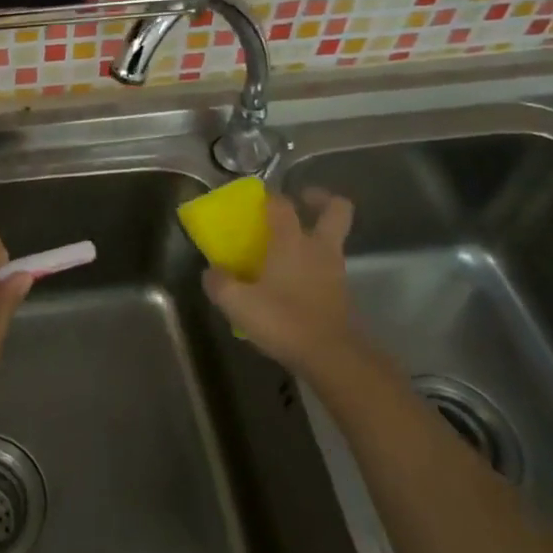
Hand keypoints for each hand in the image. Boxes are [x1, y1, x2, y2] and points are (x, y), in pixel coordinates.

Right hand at [202, 189, 361, 382]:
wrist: (332, 356)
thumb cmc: (283, 320)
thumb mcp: (237, 303)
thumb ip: (219, 283)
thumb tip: (211, 272)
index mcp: (292, 241)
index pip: (283, 204)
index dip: (270, 196)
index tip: (257, 199)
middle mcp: (318, 248)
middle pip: (336, 209)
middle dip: (320, 199)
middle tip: (300, 202)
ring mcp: (335, 270)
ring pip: (333, 239)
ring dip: (317, 235)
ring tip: (288, 248)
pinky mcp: (342, 293)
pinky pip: (329, 266)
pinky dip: (315, 265)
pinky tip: (293, 282)